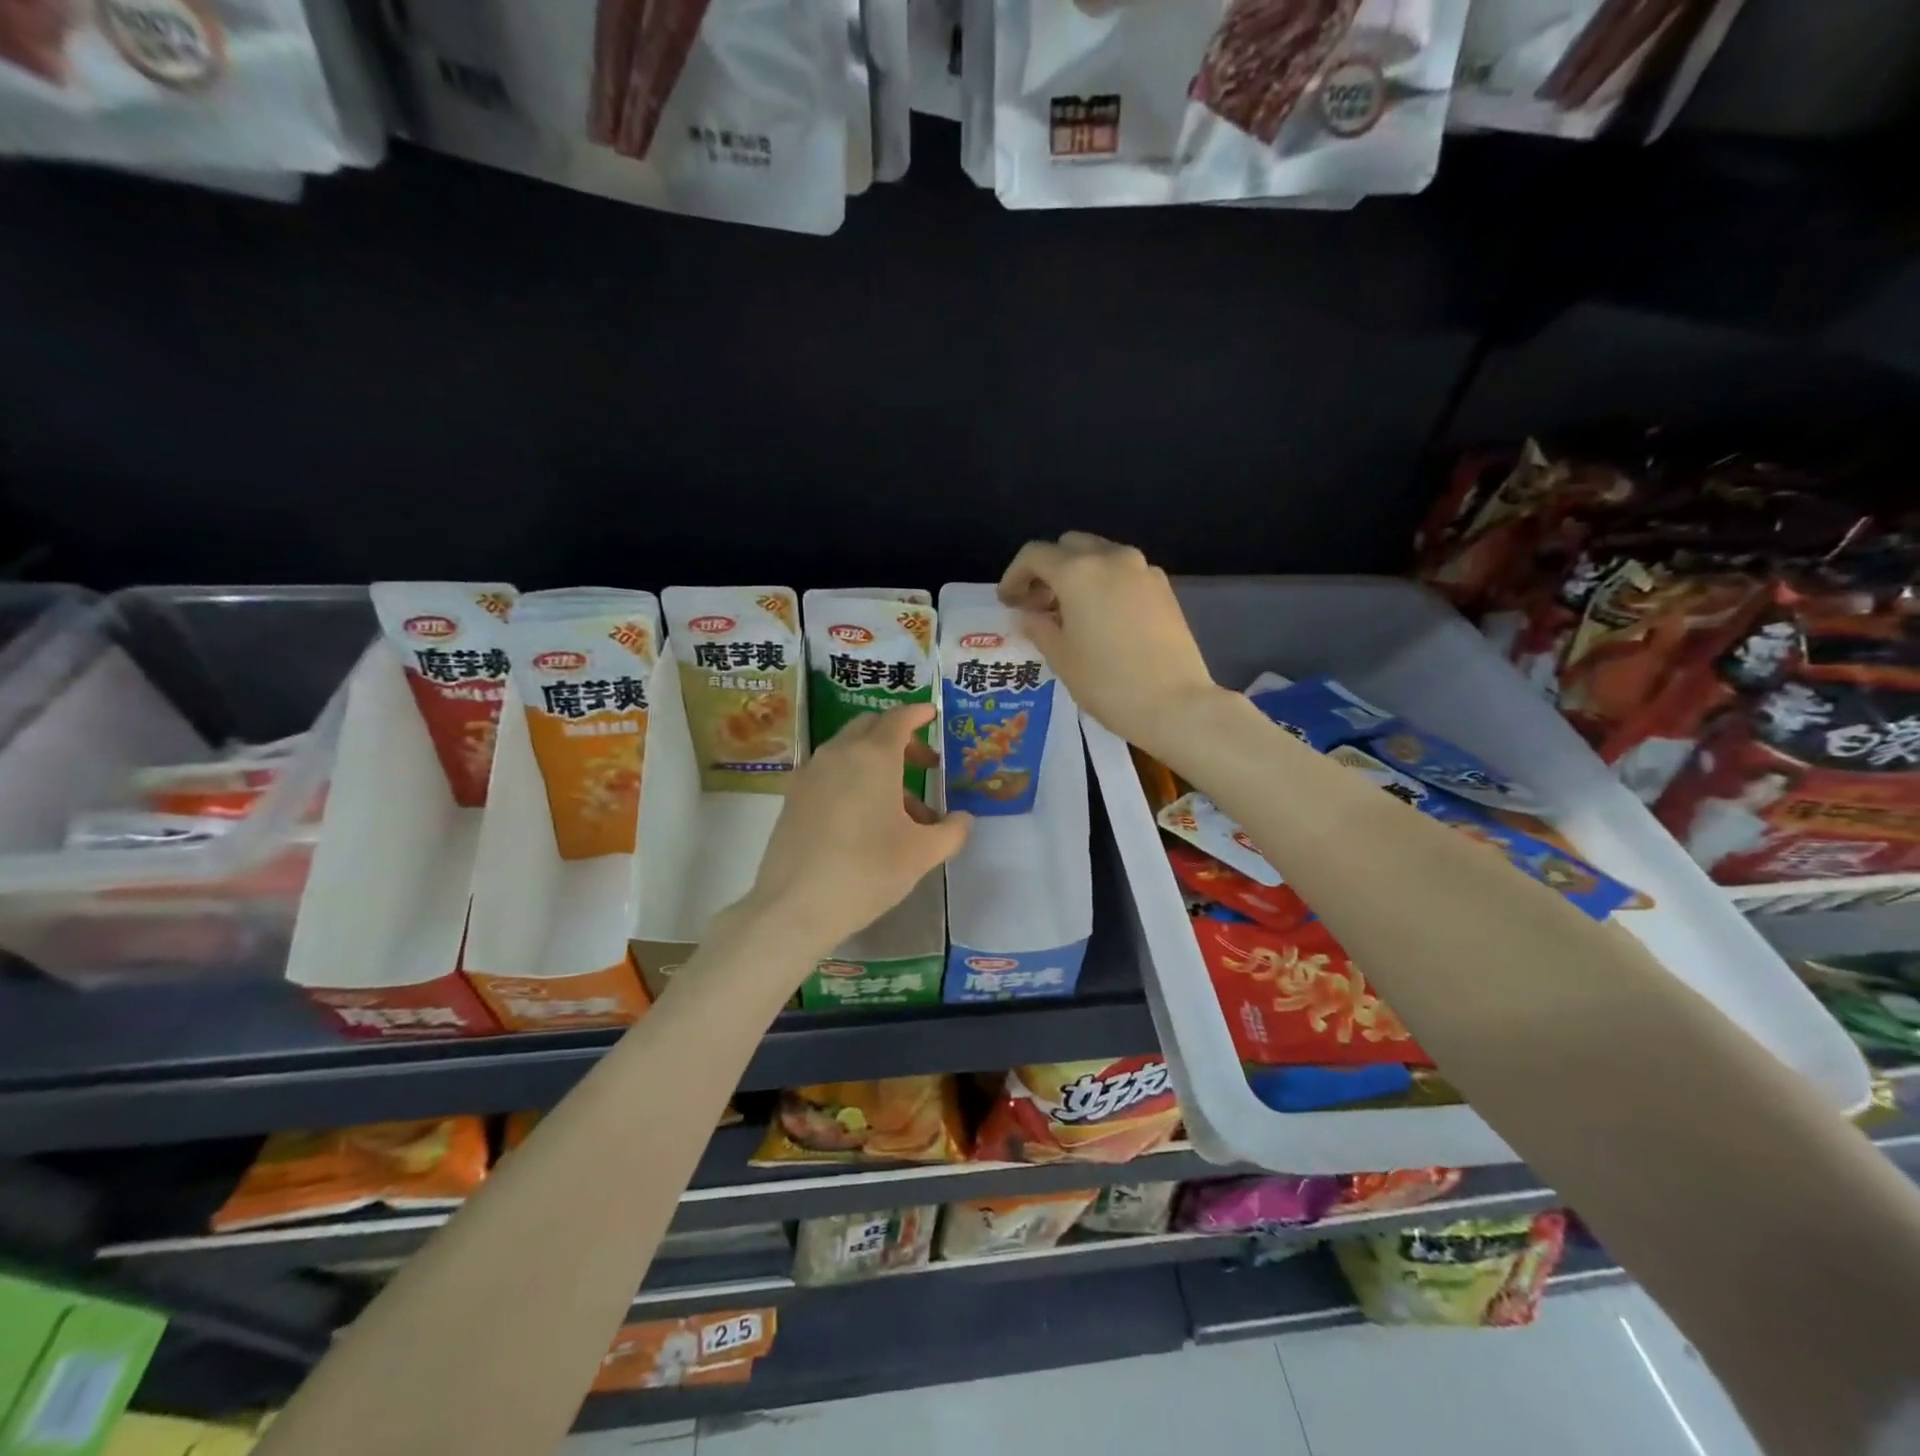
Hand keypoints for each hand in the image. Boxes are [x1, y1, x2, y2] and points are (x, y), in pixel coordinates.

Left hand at [738, 704, 971, 961]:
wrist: (794, 906)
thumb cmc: (868, 871)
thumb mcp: (922, 854)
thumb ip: (951, 831)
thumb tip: (963, 819)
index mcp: (874, 756)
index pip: (899, 718)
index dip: (918, 713)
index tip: (932, 714)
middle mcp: (838, 753)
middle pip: (870, 727)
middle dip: (899, 738)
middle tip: (923, 764)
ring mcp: (810, 774)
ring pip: (848, 752)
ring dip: (877, 765)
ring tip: (901, 809)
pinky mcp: (792, 797)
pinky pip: (829, 773)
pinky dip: (852, 780)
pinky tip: (865, 820)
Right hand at [998, 532, 1222, 757]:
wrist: (1175, 704)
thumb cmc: (1107, 683)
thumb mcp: (1061, 658)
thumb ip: (1038, 627)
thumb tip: (1030, 615)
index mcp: (1078, 572)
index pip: (1034, 555)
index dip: (1014, 575)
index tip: (1007, 601)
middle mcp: (1111, 558)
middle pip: (1069, 546)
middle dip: (1047, 569)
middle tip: (1038, 604)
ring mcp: (1143, 570)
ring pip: (1100, 555)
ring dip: (1078, 574)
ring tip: (1069, 612)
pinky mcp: (1164, 588)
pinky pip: (1124, 572)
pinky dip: (1105, 584)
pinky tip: (1102, 618)